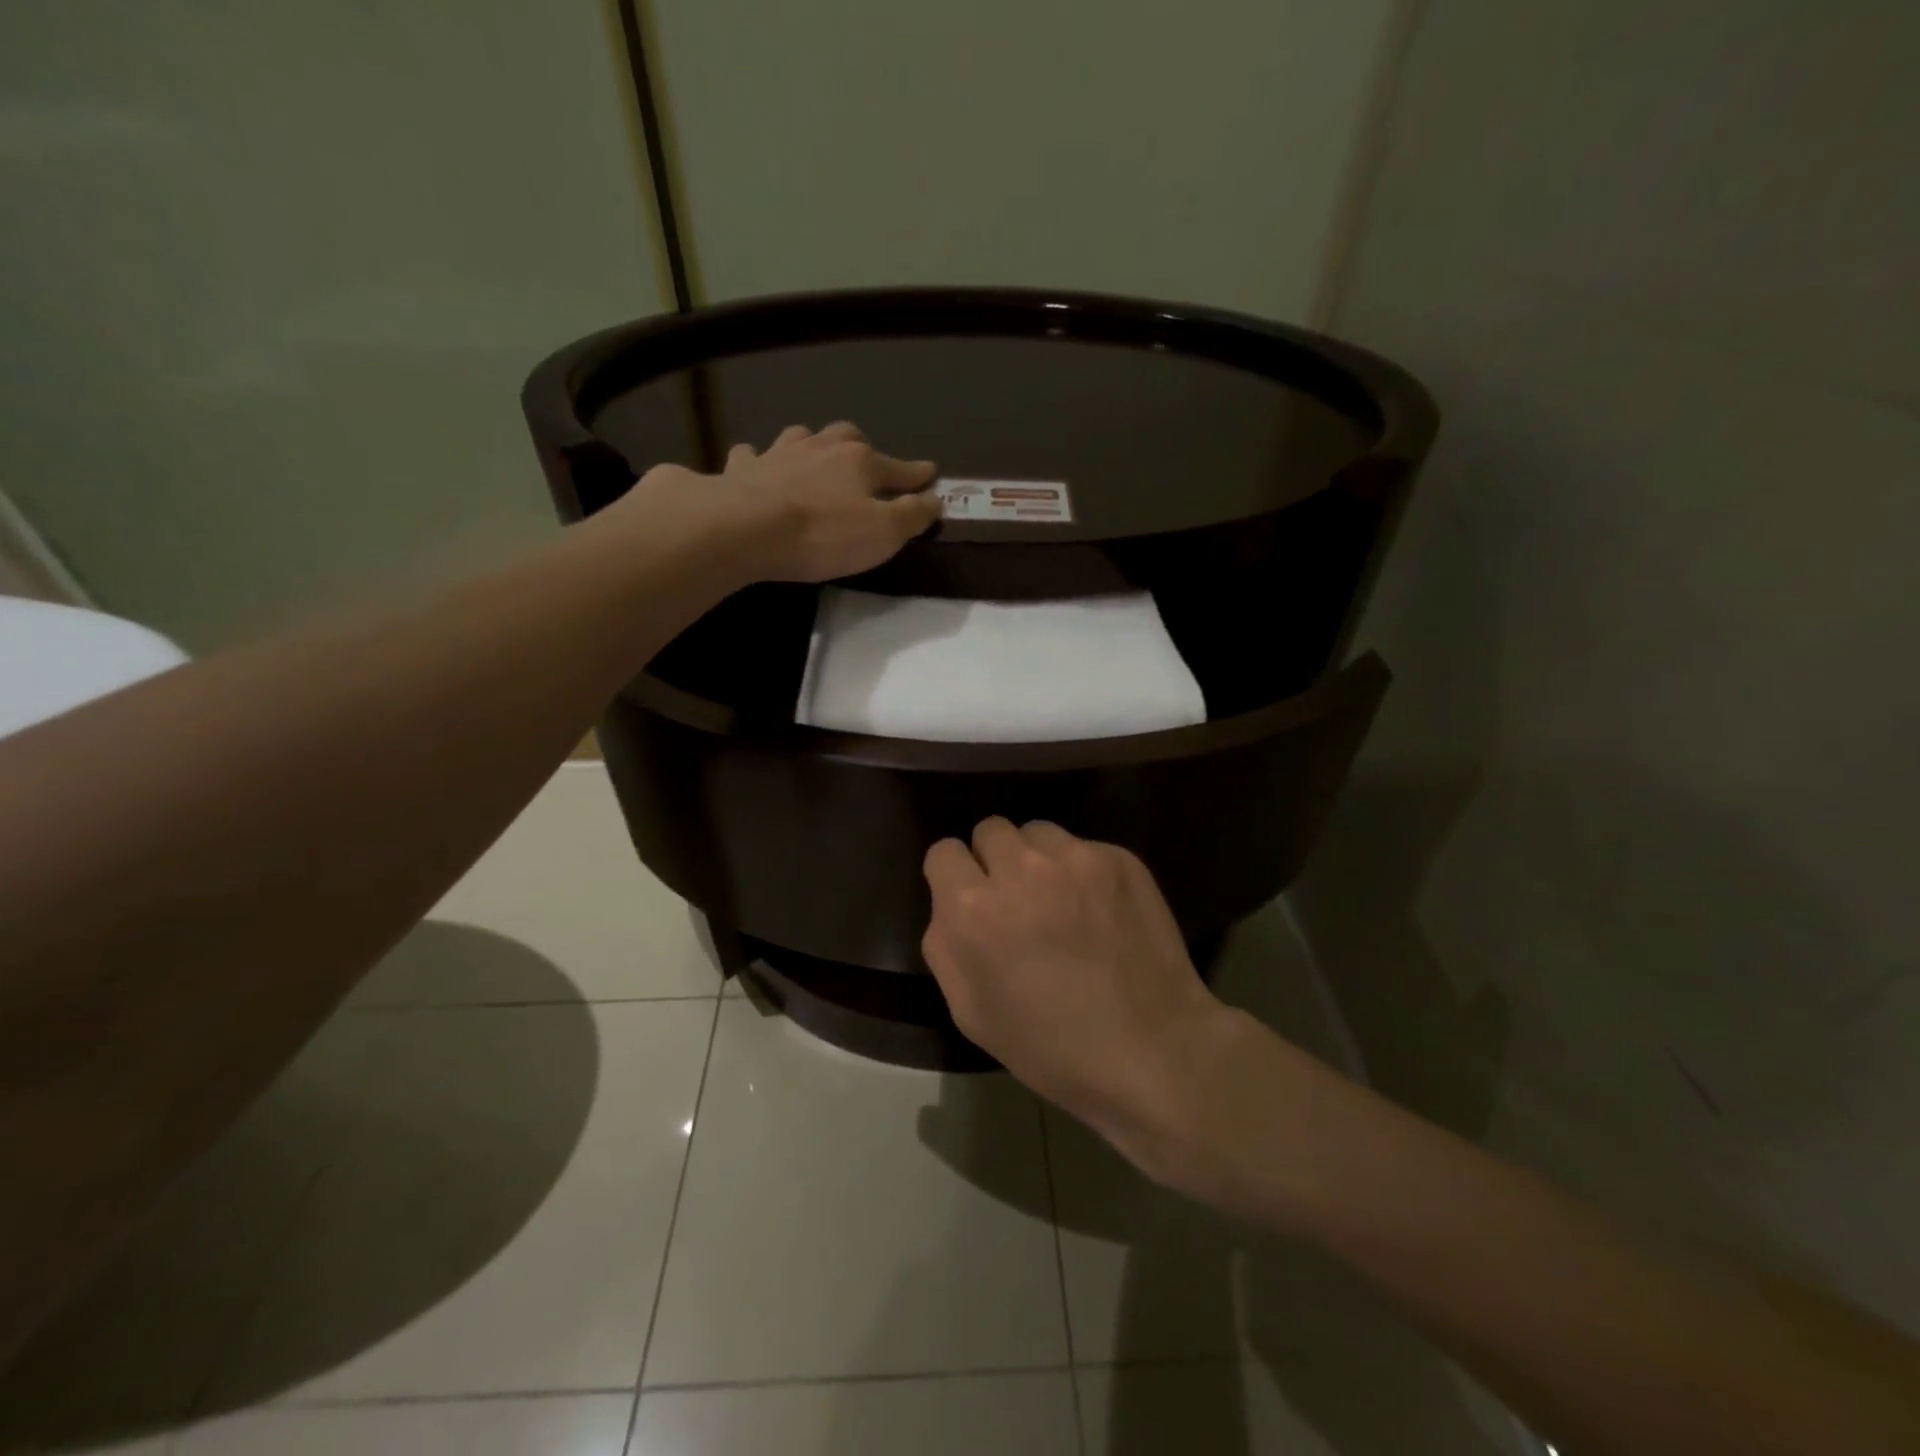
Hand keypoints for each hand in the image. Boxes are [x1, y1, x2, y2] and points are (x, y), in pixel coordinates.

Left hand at [614, 422, 939, 584]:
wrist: (746, 528)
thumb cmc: (823, 534)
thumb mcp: (884, 533)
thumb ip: (912, 515)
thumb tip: (935, 498)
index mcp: (860, 462)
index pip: (898, 468)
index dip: (917, 474)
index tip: (931, 474)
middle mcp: (821, 448)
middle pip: (848, 438)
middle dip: (863, 449)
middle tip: (868, 462)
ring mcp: (778, 454)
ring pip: (802, 437)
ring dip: (813, 445)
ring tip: (816, 455)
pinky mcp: (742, 470)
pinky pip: (753, 455)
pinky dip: (759, 459)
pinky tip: (758, 464)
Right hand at [922, 818, 1238, 1171]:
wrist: (1153, 1051)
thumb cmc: (1051, 1046)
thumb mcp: (970, 1012)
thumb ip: (945, 944)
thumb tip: (951, 904)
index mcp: (973, 909)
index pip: (944, 851)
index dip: (954, 876)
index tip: (971, 899)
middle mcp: (1020, 868)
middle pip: (991, 830)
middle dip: (995, 860)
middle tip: (1017, 900)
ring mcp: (1075, 858)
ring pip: (1038, 832)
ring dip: (1038, 859)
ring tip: (1061, 901)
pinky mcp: (1119, 858)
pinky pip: (1083, 847)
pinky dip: (1083, 871)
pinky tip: (1100, 910)